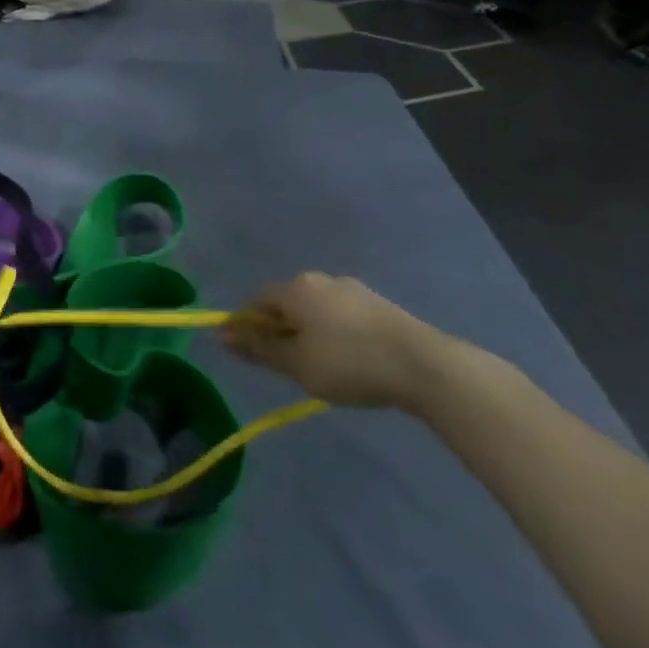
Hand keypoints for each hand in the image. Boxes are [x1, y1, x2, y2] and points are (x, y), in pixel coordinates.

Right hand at [223, 272, 459, 412]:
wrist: (424, 365)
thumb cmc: (348, 363)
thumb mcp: (296, 364)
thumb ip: (259, 349)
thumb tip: (224, 335)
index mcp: (296, 288)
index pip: (256, 301)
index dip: (245, 326)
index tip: (245, 354)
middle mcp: (321, 280)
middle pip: (286, 304)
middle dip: (277, 331)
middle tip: (282, 366)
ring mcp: (353, 289)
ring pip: (314, 311)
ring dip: (306, 334)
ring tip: (316, 368)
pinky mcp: (378, 305)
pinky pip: (340, 317)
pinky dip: (332, 335)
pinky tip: (345, 360)